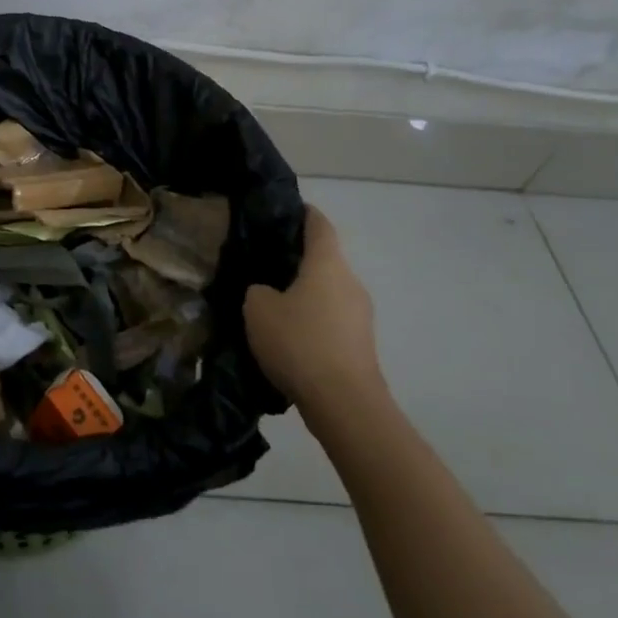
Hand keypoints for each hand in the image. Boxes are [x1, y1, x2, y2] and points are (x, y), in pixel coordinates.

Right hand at [244, 205, 382, 419]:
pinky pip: (332, 319)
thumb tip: (265, 291)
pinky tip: (288, 336)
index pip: (318, 223)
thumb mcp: (257, 309)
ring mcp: (360, 315)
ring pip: (327, 291)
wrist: (345, 404)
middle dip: (296, 259)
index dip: (301, 213)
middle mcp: (350, 282)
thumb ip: (257, 290)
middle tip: (262, 263)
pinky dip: (312, 320)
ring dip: (304, 293)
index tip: (279, 212)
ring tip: (271, 303)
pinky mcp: (360, 344)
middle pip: (324, 259)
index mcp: (327, 263)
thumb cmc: (299, 342)